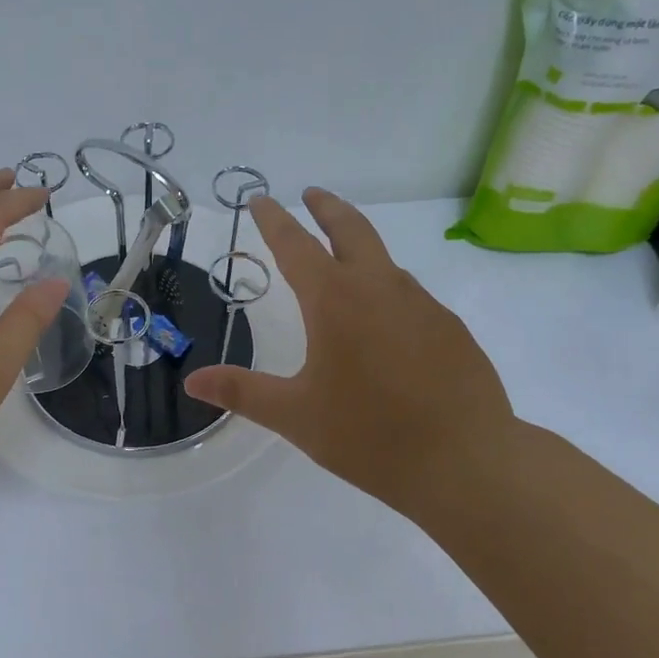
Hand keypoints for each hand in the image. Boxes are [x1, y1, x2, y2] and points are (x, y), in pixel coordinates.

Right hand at [183, 188, 520, 519]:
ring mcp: (422, 305)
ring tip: (343, 263)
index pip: (295, 245)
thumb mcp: (296, 416)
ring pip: (385, 263)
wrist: (466, 462)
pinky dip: (387, 291)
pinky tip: (385, 325)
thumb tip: (192, 381)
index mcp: (335, 301)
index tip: (261, 199)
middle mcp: (380, 288)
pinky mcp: (451, 329)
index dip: (274, 220)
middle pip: (351, 230)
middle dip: (327, 208)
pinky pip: (410, 296)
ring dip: (360, 250)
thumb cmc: (369, 435)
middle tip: (311, 194)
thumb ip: (242, 391)